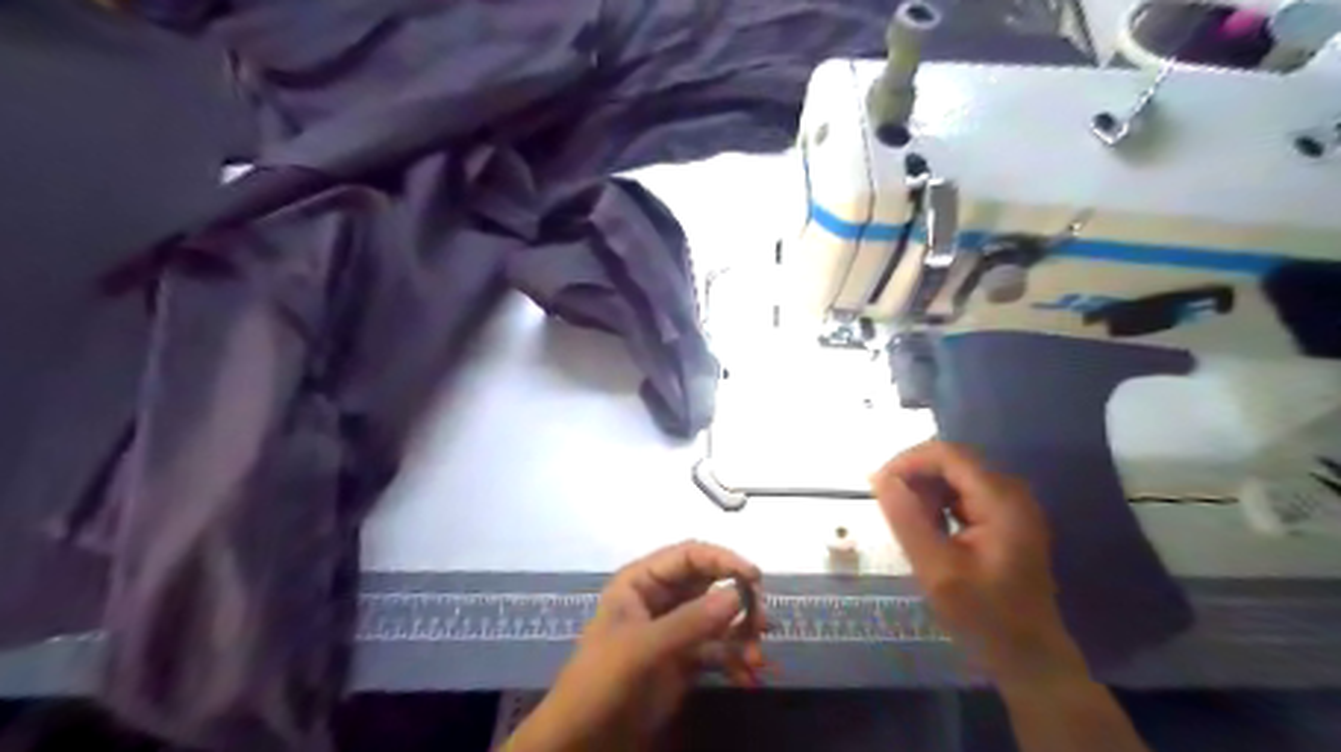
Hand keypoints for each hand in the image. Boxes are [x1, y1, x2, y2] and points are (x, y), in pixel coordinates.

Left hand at [508, 544, 769, 749]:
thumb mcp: (643, 649)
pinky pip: (717, 650)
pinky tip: (747, 678)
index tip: (755, 578)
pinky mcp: (682, 661)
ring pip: (718, 618)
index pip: (689, 556)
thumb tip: (738, 595)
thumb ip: (691, 621)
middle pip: (711, 584)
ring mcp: (673, 630)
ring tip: (755, 661)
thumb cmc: (601, 682)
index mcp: (642, 582)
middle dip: (739, 602)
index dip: (723, 560)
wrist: (581, 741)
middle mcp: (660, 599)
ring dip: (741, 636)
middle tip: (762, 623)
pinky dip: (734, 661)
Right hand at [877, 439, 1080, 687]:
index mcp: (1001, 501)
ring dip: (926, 492)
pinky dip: (939, 505)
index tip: (877, 484)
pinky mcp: (1005, 519)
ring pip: (956, 477)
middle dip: (916, 477)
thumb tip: (880, 479)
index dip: (908, 461)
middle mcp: (1011, 493)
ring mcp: (1011, 506)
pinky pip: (964, 495)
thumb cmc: (984, 617)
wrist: (1029, 658)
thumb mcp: (937, 571)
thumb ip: (907, 521)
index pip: (949, 455)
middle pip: (953, 462)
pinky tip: (930, 532)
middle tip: (891, 510)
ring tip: (911, 526)